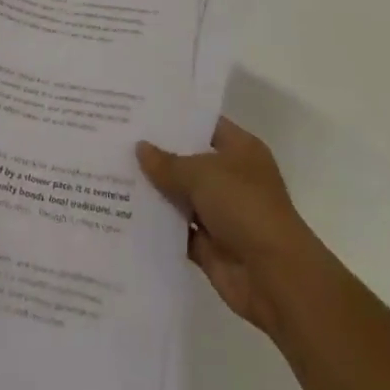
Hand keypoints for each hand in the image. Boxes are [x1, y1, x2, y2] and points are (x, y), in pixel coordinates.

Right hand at [137, 117, 329, 339]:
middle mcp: (232, 178)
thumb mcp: (201, 174)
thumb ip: (168, 163)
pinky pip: (179, 231)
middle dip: (158, 154)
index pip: (204, 125)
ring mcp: (222, 214)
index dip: (175, 118)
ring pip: (181, 196)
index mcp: (240, 150)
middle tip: (118, 137)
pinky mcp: (211, 247)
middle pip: (189, 161)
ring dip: (155, 191)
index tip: (140, 110)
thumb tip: (140, 148)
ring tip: (113, 171)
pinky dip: (158, 225)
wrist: (276, 279)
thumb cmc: (244, 207)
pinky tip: (125, 212)